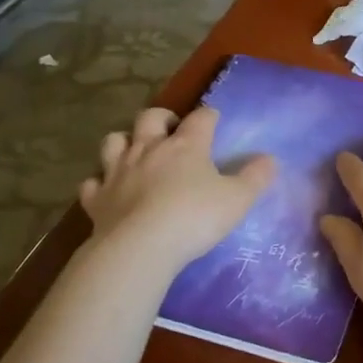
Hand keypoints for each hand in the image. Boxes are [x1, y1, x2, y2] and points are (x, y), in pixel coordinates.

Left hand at [80, 106, 275, 267]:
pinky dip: (99, 182)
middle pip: (150, 117)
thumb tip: (270, 159)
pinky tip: (107, 189)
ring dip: (124, 142)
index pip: (201, 117)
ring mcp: (118, 171)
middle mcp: (150, 149)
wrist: (140, 247)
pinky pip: (92, 182)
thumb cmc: (194, 218)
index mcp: (187, 145)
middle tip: (171, 131)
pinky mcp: (96, 198)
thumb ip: (255, 178)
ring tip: (134, 152)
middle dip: (161, 118)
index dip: (209, 115)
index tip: (214, 119)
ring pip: (113, 141)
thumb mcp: (237, 200)